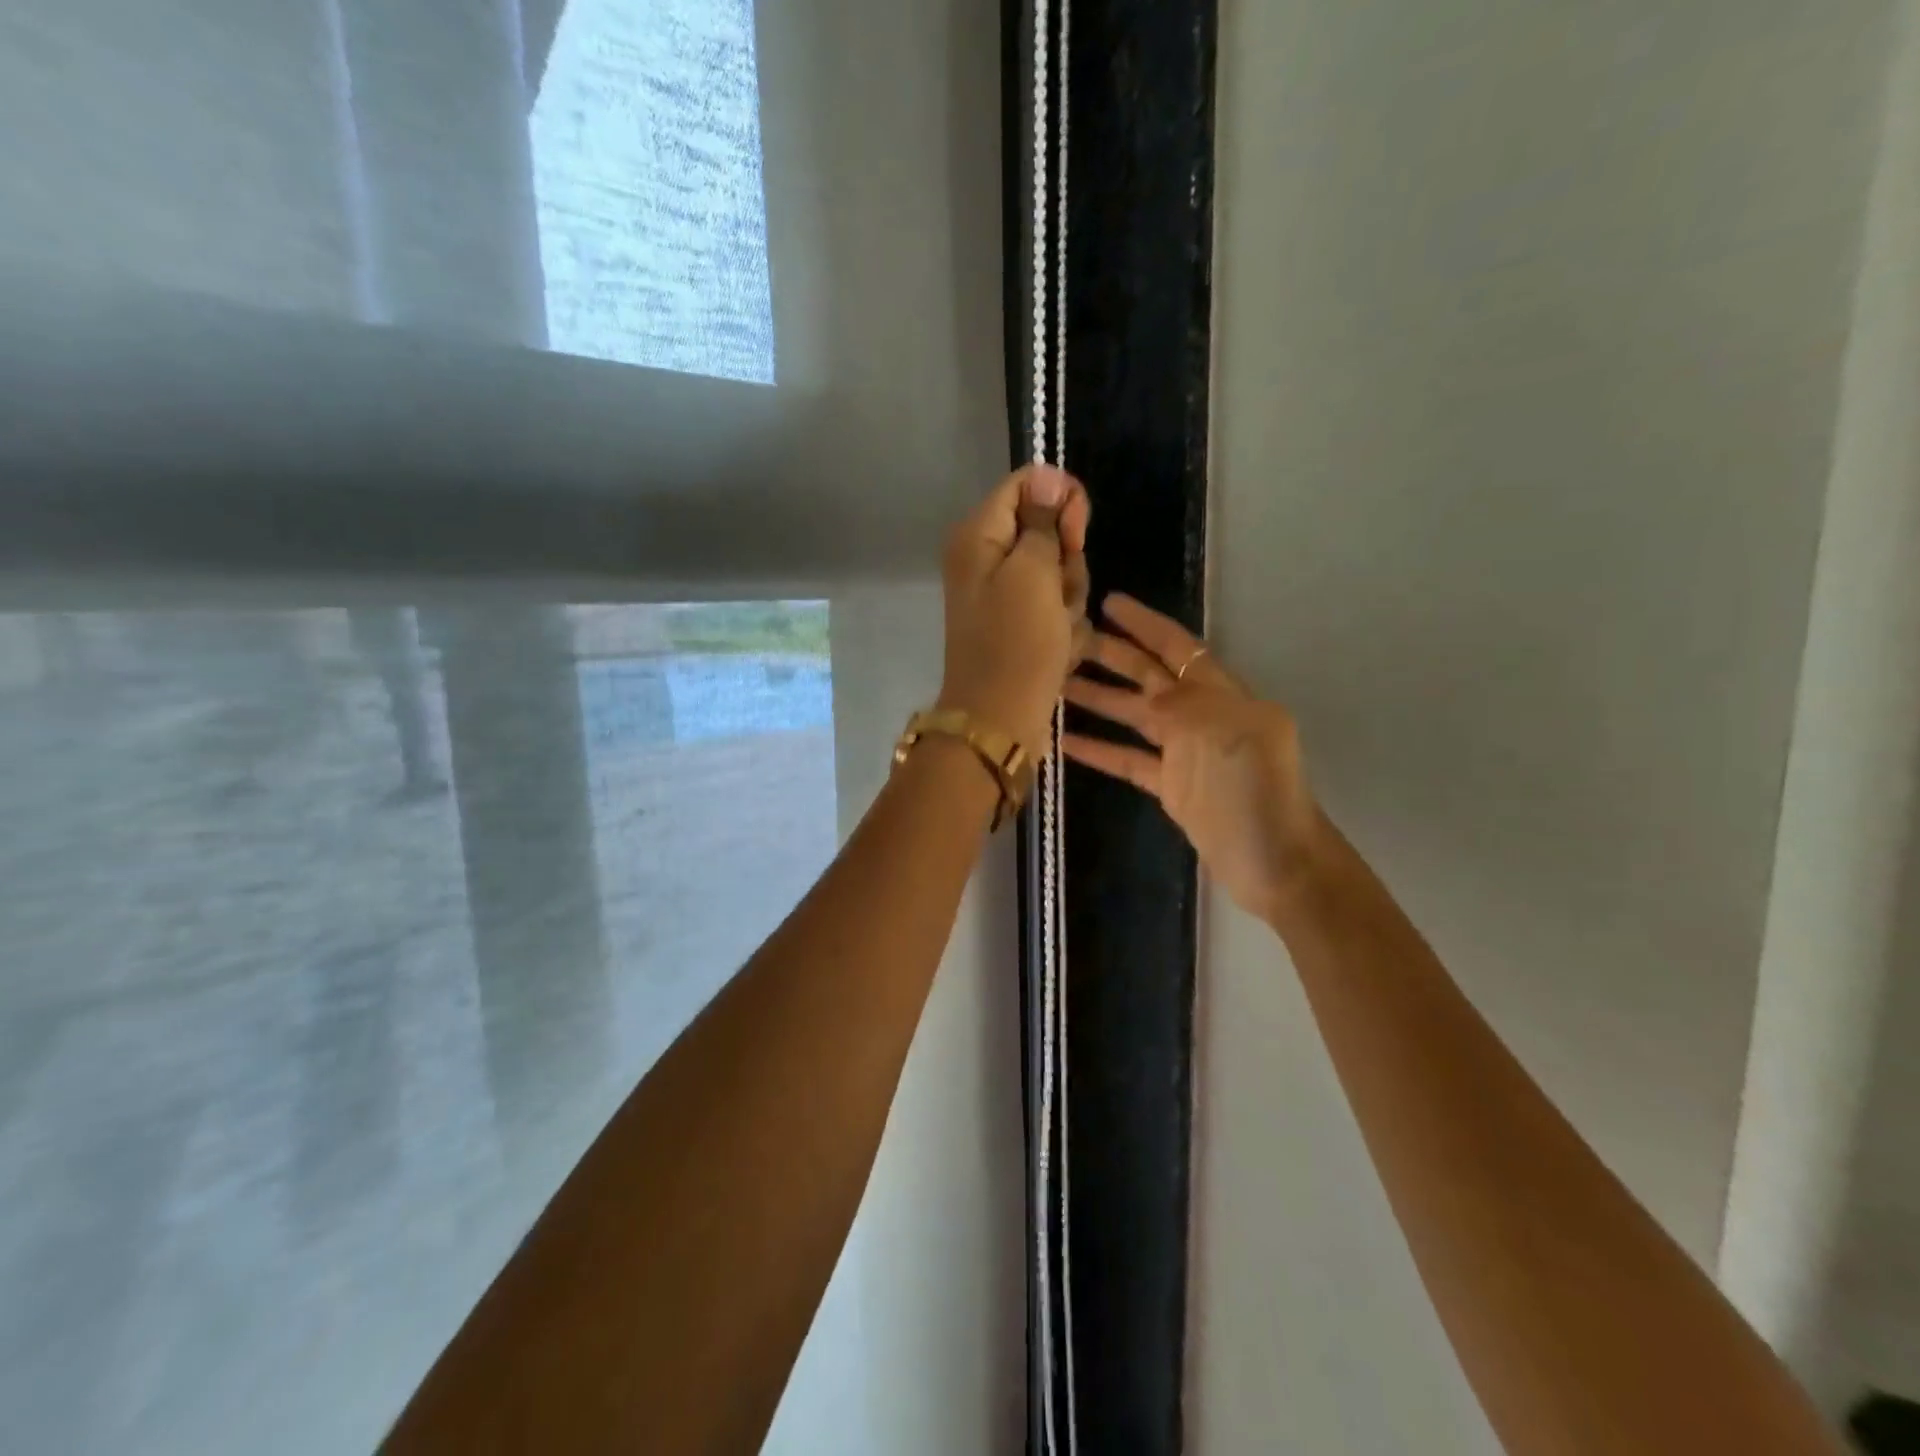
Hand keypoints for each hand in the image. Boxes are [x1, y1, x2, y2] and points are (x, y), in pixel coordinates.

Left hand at [939, 465, 1091, 753]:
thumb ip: (1042, 521)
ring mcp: (1005, 594)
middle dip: (1066, 563)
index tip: (1076, 533)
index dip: (1060, 500)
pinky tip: (1058, 648)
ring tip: (1057, 629)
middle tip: (1058, 594)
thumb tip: (1047, 474)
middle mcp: (987, 558)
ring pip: (1059, 573)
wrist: (1000, 718)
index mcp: (978, 535)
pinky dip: (1063, 626)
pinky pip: (1056, 607)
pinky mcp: (1021, 624)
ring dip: (1069, 600)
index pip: (1027, 485)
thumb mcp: (1033, 572)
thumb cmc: (1016, 643)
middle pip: (1048, 532)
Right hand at [1062, 594, 1320, 922]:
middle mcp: (1203, 716)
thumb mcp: (1233, 736)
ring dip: (1098, 698)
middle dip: (1113, 654)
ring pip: (1134, 715)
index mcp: (1224, 696)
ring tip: (1056, 684)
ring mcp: (1185, 752)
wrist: (1277, 863)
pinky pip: (1128, 760)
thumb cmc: (1261, 794)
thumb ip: (1188, 706)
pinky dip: (1099, 750)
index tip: (1108, 603)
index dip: (1145, 624)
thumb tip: (1149, 694)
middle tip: (1070, 638)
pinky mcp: (1171, 786)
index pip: (1179, 648)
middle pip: (1150, 676)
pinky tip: (1065, 741)